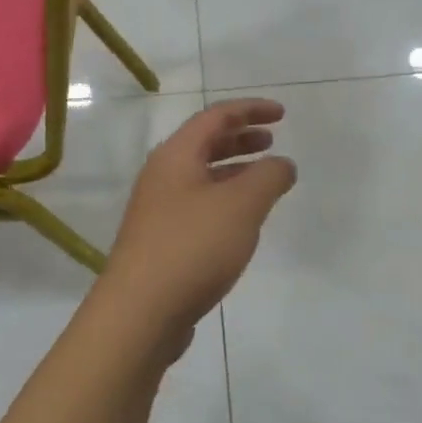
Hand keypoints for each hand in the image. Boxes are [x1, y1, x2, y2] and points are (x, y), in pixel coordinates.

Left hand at [93, 100, 296, 354]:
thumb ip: (268, 177)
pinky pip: (198, 205)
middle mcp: (162, 175)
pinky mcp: (161, 241)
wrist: (139, 312)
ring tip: (264, 180)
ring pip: (201, 176)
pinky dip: (224, 199)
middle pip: (204, 143)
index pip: (216, 117)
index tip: (282, 114)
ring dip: (234, 170)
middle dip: (240, 138)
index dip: (250, 110)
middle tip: (271, 142)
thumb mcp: (241, 206)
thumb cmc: (192, 246)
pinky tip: (241, 221)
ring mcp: (158, 209)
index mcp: (176, 155)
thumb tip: (282, 164)